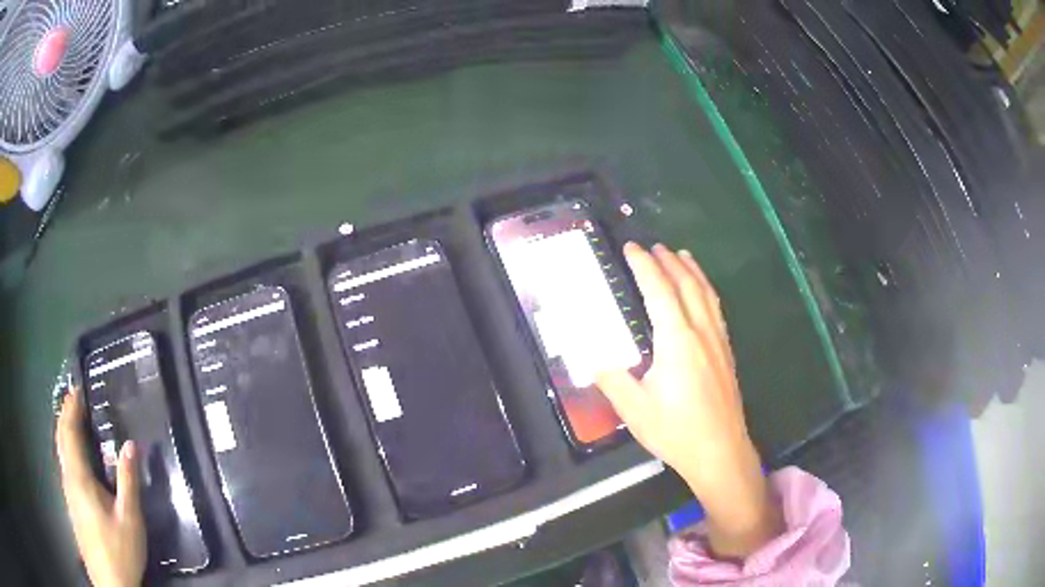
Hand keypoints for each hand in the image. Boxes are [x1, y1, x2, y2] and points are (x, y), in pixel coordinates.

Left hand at [56, 388, 145, 586]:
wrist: (109, 581)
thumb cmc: (119, 550)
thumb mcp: (130, 519)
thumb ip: (128, 481)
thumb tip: (131, 444)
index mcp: (78, 476)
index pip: (69, 431)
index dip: (71, 407)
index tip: (77, 388)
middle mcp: (68, 478)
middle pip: (60, 437)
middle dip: (65, 415)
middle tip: (75, 398)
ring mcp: (68, 491)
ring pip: (61, 451)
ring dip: (65, 431)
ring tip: (74, 419)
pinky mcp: (71, 503)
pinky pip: (65, 464)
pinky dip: (67, 448)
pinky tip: (76, 456)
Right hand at [597, 243, 781, 558]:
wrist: (720, 451)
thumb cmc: (676, 431)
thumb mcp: (635, 410)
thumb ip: (612, 379)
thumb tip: (593, 358)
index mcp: (676, 341)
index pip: (659, 291)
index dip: (645, 267)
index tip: (632, 248)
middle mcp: (700, 332)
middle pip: (686, 285)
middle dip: (669, 261)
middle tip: (654, 246)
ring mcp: (718, 341)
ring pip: (706, 294)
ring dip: (692, 271)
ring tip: (682, 255)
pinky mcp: (726, 352)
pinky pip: (716, 309)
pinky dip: (706, 290)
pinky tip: (703, 293)